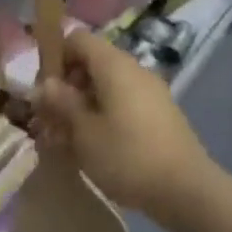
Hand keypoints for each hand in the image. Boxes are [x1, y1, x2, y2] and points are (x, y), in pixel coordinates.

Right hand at [33, 30, 214, 220]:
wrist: (187, 191)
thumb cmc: (127, 156)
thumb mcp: (83, 131)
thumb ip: (61, 103)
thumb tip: (44, 84)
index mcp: (114, 65)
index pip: (77, 39)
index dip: (56, 58)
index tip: (45, 90)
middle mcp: (133, 71)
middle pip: (90, 64)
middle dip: (66, 89)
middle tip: (49, 120)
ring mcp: (149, 94)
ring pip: (105, 88)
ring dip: (81, 108)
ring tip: (64, 140)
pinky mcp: (158, 116)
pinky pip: (121, 106)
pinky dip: (102, 118)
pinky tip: (91, 148)